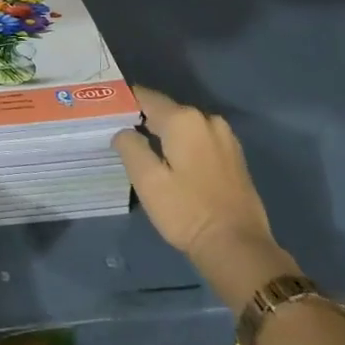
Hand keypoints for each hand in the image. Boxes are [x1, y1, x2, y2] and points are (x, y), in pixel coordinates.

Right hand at [113, 86, 296, 314]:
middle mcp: (207, 119)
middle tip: (119, 135)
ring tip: (143, 151)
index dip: (124, 102)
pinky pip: (199, 140)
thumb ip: (130, 146)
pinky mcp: (234, 156)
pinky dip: (182, 145)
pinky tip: (171, 163)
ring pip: (183, 127)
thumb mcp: (147, 180)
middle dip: (143, 120)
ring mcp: (225, 137)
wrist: (238, 248)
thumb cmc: (187, 212)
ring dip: (164, 134)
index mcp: (184, 120)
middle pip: (166, 111)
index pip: (145, 96)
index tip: (106, 113)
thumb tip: (124, 131)